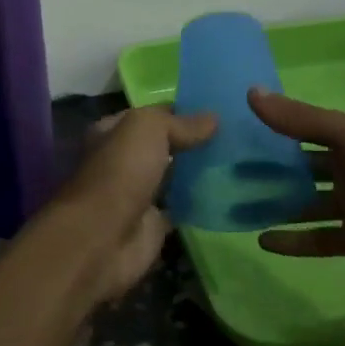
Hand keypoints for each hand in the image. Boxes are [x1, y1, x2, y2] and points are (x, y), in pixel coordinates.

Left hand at [47, 106, 217, 303]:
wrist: (104, 237)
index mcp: (112, 132)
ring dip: (199, 170)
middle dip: (193, 140)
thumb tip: (213, 119)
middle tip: (236, 134)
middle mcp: (123, 160)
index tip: (219, 108)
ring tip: (240, 159)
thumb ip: (179, 123)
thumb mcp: (147, 129)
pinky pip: (183, 206)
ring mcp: (139, 193)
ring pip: (174, 175)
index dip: (181, 109)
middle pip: (164, 145)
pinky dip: (201, 201)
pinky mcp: (154, 223)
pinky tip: (231, 191)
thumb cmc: (120, 171)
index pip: (151, 114)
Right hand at [248, 89, 344, 297]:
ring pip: (304, 202)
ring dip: (275, 203)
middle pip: (300, 166)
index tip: (233, 127)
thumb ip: (300, 118)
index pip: (302, 127)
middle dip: (268, 167)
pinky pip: (317, 238)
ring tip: (235, 205)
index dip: (272, 126)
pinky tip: (262, 240)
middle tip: (225, 171)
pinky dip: (292, 240)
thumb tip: (251, 92)